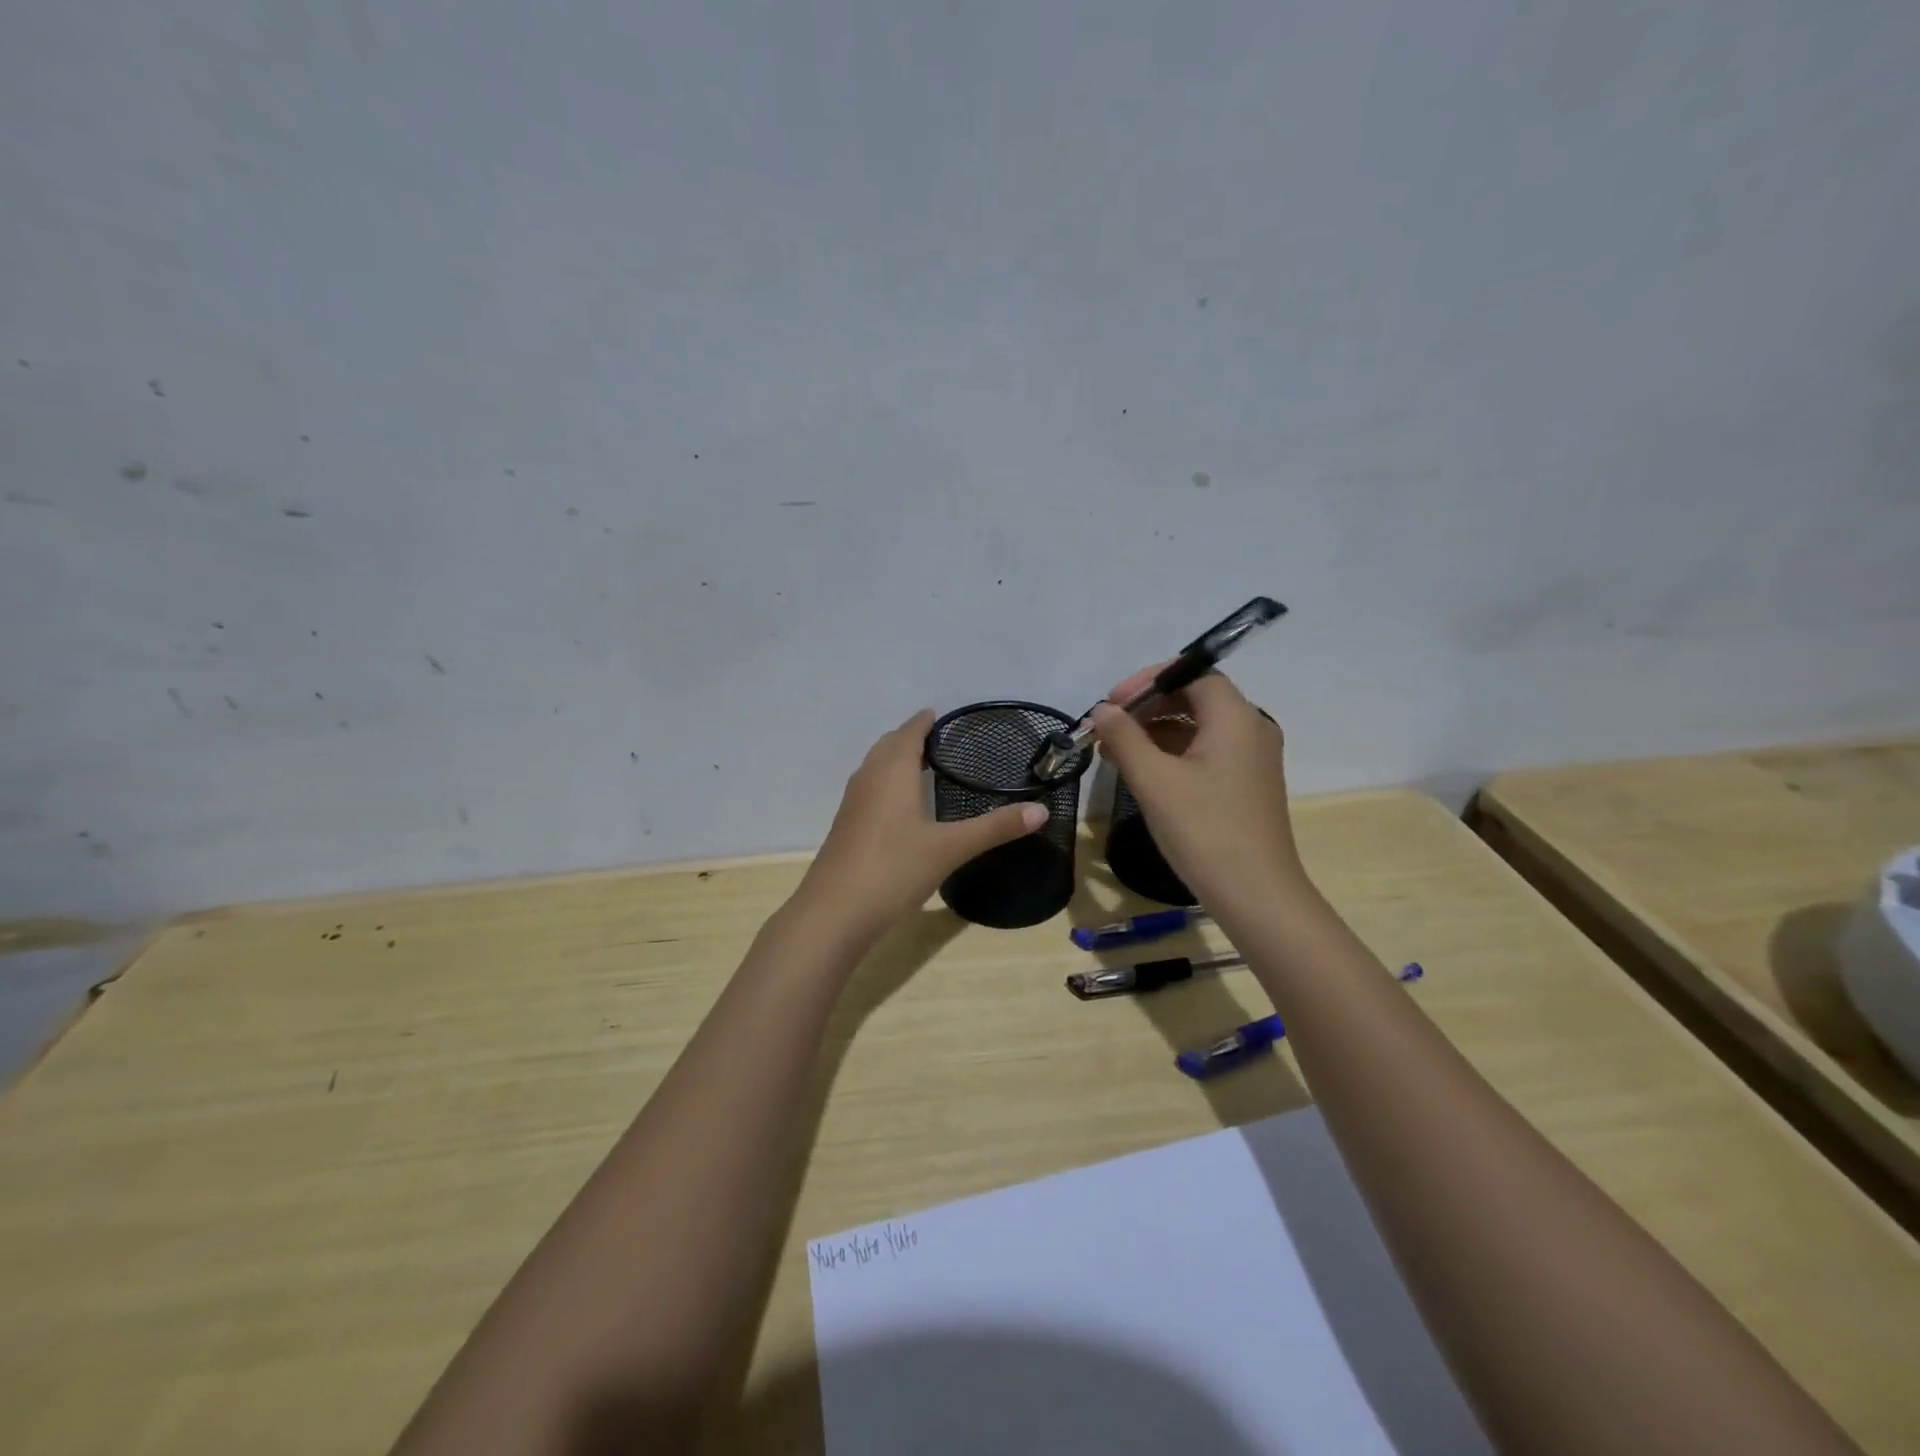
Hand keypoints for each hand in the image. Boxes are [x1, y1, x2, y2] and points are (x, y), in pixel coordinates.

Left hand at [794, 710, 1047, 943]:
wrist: (835, 912)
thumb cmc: (895, 869)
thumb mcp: (951, 848)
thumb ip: (995, 827)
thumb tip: (1042, 810)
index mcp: (893, 771)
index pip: (909, 732)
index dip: (924, 721)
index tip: (942, 715)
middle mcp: (868, 778)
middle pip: (888, 745)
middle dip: (909, 737)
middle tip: (939, 740)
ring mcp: (852, 803)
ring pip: (874, 767)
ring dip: (894, 759)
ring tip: (921, 766)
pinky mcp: (846, 827)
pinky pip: (868, 789)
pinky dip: (885, 783)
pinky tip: (899, 807)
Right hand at [1090, 669, 1309, 915]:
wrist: (1255, 895)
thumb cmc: (1204, 830)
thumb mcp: (1154, 780)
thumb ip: (1124, 737)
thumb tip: (1101, 710)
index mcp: (1235, 718)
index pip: (1192, 673)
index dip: (1148, 680)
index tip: (1112, 702)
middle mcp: (1250, 728)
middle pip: (1195, 696)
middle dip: (1147, 706)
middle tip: (1108, 724)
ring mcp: (1250, 758)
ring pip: (1197, 726)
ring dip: (1154, 730)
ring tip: (1111, 748)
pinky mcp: (1244, 783)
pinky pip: (1204, 751)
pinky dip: (1170, 752)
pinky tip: (1137, 768)